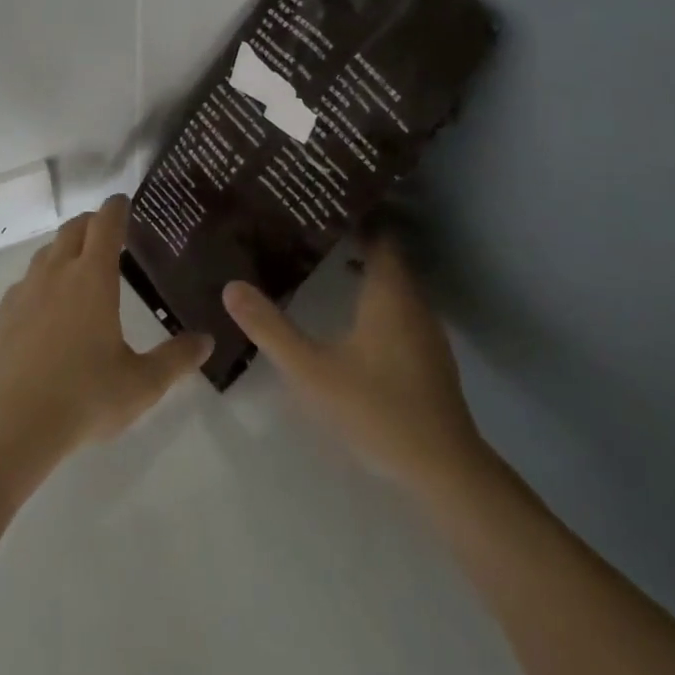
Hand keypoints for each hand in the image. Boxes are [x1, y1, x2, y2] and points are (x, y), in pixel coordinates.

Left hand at [0, 195, 211, 459]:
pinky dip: (41, 280)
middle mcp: (56, 273)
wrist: (10, 424)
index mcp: (92, 278)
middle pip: (72, 230)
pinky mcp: (1, 314)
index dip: (116, 208)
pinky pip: (25, 283)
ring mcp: (24, 291)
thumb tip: (206, 340)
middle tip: (106, 230)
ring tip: (78, 265)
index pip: (105, 225)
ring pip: (45, 253)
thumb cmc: (84, 397)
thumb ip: (176, 359)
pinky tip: (46, 307)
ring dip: (64, 248)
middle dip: (91, 222)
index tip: (123, 201)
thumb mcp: (142, 383)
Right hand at [223, 239, 487, 493]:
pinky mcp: (428, 354)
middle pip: (386, 254)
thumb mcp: (312, 370)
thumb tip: (230, 286)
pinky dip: (376, 295)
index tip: (317, 204)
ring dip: (364, 268)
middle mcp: (413, 301)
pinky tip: (350, 312)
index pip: (378, 233)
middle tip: (308, 229)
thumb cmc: (377, 409)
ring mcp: (425, 329)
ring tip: (321, 261)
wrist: (444, 469)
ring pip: (394, 282)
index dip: (351, 215)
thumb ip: (270, 328)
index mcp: (389, 292)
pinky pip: (400, 306)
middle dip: (352, 238)